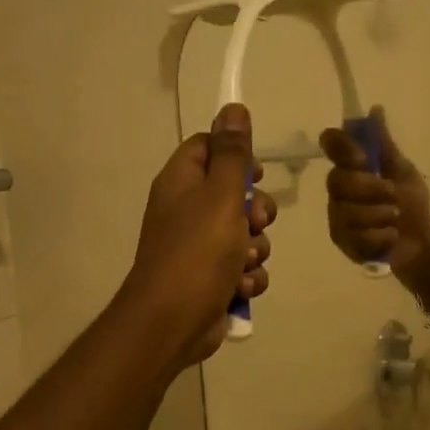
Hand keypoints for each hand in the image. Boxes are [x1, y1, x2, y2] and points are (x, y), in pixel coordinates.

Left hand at [120, 103, 275, 369]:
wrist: (174, 321)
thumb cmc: (197, 252)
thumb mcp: (220, 195)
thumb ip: (232, 154)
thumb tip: (233, 107)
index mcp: (181, 183)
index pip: (207, 148)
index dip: (235, 155)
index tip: (255, 170)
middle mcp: (187, 211)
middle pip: (234, 194)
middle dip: (256, 211)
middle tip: (255, 222)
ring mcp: (199, 247)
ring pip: (246, 235)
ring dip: (255, 249)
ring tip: (243, 263)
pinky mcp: (212, 279)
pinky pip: (244, 267)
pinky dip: (247, 277)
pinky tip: (240, 287)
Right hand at [318, 108, 429, 271]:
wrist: (421, 240)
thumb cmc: (411, 202)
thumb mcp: (403, 170)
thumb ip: (385, 145)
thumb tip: (375, 109)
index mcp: (351, 166)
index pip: (331, 143)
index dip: (343, 148)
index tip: (362, 158)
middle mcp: (338, 189)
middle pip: (337, 180)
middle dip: (371, 189)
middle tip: (393, 194)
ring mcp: (337, 217)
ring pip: (348, 212)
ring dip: (380, 215)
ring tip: (394, 219)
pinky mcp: (343, 242)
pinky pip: (356, 237)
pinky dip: (381, 237)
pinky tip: (390, 236)